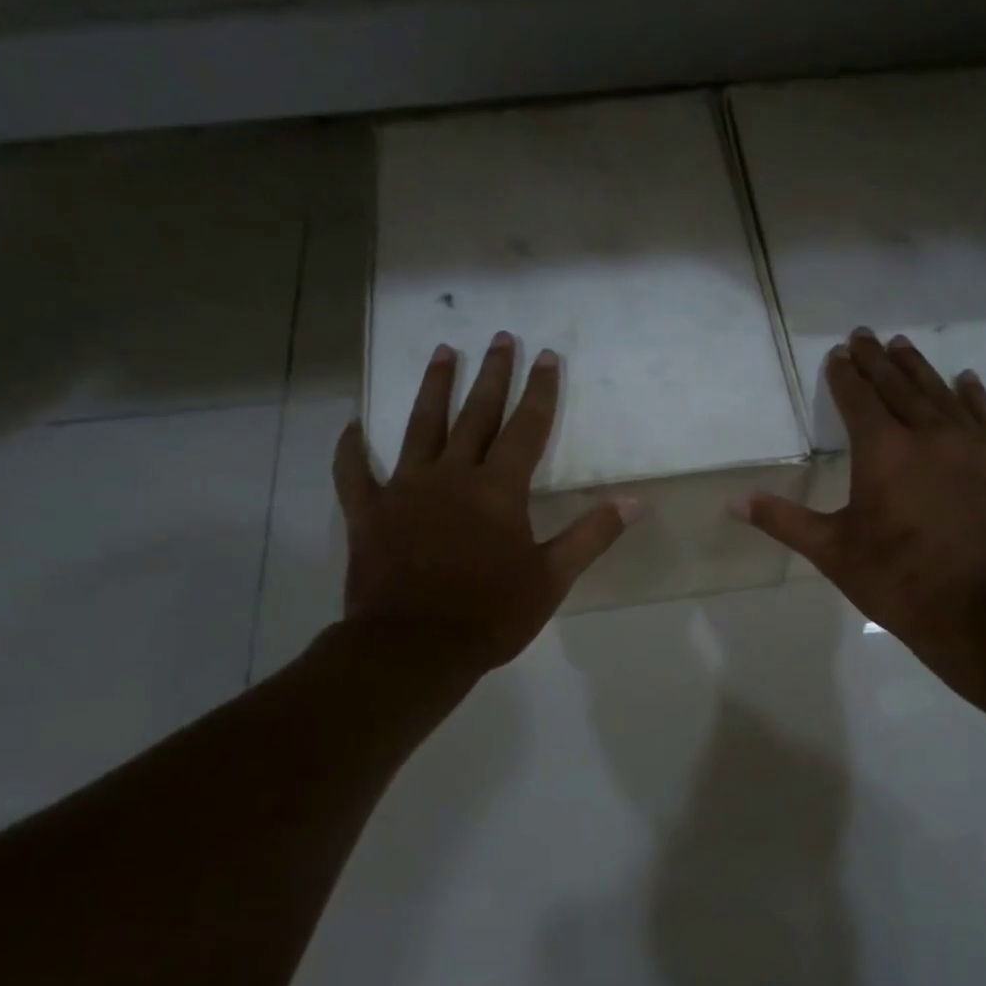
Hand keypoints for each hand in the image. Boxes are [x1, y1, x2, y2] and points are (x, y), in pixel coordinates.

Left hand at [335, 332, 638, 674]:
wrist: (414, 647)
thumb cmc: (490, 614)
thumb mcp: (552, 578)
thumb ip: (591, 535)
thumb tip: (634, 502)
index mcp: (498, 490)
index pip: (526, 428)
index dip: (540, 391)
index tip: (546, 356)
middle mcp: (451, 475)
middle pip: (475, 414)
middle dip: (492, 374)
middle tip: (499, 337)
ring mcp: (404, 489)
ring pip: (420, 427)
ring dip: (433, 388)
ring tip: (442, 352)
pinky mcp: (368, 512)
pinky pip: (354, 473)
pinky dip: (351, 449)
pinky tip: (351, 426)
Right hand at [736, 328, 985, 681]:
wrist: (982, 609)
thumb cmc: (897, 579)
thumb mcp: (832, 552)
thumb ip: (783, 520)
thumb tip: (734, 501)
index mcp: (882, 451)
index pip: (858, 400)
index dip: (845, 375)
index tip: (838, 353)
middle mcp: (928, 433)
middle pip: (898, 386)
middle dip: (877, 360)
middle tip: (865, 335)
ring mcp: (972, 444)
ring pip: (940, 393)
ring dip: (918, 368)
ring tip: (903, 346)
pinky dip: (973, 394)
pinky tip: (965, 380)